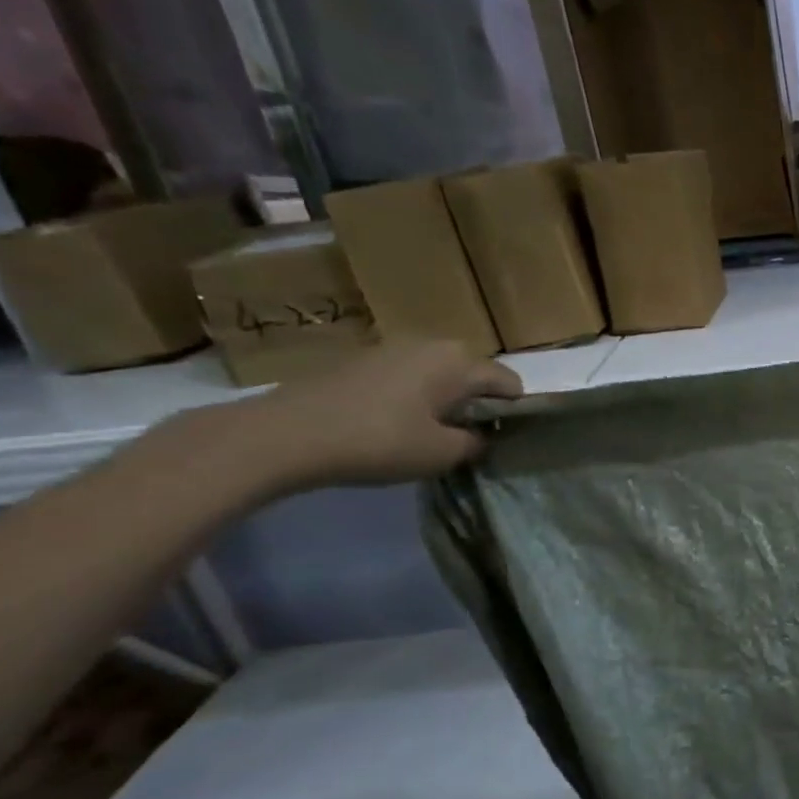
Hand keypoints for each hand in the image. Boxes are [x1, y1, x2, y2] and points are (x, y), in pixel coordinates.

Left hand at [230, 341, 523, 491]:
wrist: (285, 434)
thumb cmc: (379, 441)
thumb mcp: (442, 454)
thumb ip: (475, 443)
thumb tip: (480, 436)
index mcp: (459, 361)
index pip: (510, 382)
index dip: (513, 412)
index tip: (501, 440)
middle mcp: (432, 344)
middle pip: (474, 374)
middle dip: (479, 404)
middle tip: (466, 439)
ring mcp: (393, 348)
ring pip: (440, 375)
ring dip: (445, 400)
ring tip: (431, 434)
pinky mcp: (362, 360)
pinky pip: (408, 377)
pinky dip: (414, 398)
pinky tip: (394, 426)